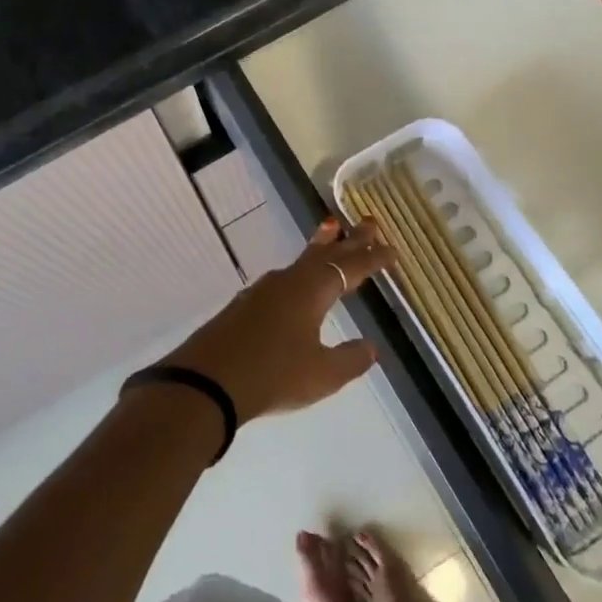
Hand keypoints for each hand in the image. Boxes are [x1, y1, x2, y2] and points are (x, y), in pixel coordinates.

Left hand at [161, 219, 394, 423]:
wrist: (208, 380)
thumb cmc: (272, 374)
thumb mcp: (321, 375)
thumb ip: (350, 359)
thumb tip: (371, 347)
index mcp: (312, 291)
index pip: (350, 268)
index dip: (373, 259)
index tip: (392, 250)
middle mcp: (289, 281)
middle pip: (326, 253)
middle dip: (350, 240)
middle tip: (369, 222)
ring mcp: (264, 289)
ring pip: (302, 260)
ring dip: (322, 246)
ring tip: (332, 229)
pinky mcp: (247, 303)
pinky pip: (286, 275)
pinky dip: (302, 267)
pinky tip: (298, 278)